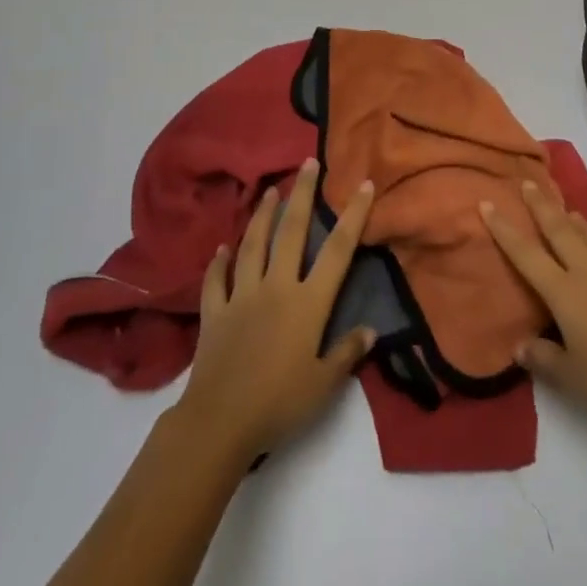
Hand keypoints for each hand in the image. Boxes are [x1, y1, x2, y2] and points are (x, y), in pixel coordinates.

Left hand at [175, 158, 375, 464]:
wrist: (220, 422)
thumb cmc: (279, 403)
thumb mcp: (323, 384)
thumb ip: (347, 353)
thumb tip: (371, 329)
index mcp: (308, 302)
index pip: (338, 250)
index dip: (353, 215)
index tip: (362, 184)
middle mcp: (276, 287)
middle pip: (292, 232)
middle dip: (302, 194)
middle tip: (308, 163)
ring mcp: (242, 295)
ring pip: (254, 244)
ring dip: (262, 216)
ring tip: (270, 191)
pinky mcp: (215, 311)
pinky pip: (216, 280)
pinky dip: (219, 262)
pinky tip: (222, 248)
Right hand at [481, 179, 586, 425]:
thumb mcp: (571, 377)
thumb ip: (543, 359)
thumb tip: (519, 347)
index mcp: (564, 291)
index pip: (526, 254)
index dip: (504, 229)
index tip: (488, 203)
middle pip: (559, 229)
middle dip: (541, 205)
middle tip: (528, 183)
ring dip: (575, 219)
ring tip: (566, 208)